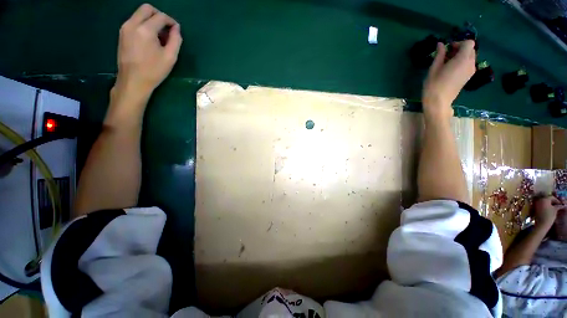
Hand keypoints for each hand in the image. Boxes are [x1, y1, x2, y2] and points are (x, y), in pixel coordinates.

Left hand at [114, 4, 182, 99]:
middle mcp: (132, 24)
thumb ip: (176, 40)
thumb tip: (176, 29)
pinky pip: (134, 21)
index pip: (160, 16)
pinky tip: (150, 39)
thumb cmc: (154, 71)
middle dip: (159, 15)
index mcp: (145, 30)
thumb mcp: (170, 57)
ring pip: (139, 14)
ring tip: (159, 36)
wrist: (133, 81)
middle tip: (167, 28)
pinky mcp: (122, 33)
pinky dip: (144, 25)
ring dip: (151, 20)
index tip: (176, 29)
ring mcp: (125, 28)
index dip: (171, 21)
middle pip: (147, 8)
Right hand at [422, 40, 475, 119]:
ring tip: (447, 63)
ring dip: (460, 56)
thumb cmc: (434, 85)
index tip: (448, 48)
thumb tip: (441, 44)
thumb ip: (440, 54)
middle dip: (460, 49)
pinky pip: (468, 64)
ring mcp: (470, 71)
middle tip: (447, 55)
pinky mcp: (468, 77)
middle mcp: (470, 63)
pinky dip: (461, 63)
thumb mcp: (434, 68)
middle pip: (471, 50)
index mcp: (463, 59)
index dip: (459, 43)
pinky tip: (450, 69)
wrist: (438, 102)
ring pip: (470, 57)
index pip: (469, 43)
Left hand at [533, 196, 563, 227]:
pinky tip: (548, 209)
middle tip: (557, 205)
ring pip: (544, 202)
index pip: (552, 197)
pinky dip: (545, 206)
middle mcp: (539, 200)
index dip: (557, 201)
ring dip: (549, 204)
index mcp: (545, 199)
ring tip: (553, 208)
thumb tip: (563, 205)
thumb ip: (558, 206)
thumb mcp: (555, 210)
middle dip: (552, 202)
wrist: (541, 223)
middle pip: (547, 199)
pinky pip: (541, 205)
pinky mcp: (534, 207)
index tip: (560, 204)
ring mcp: (536, 203)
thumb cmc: (549, 216)